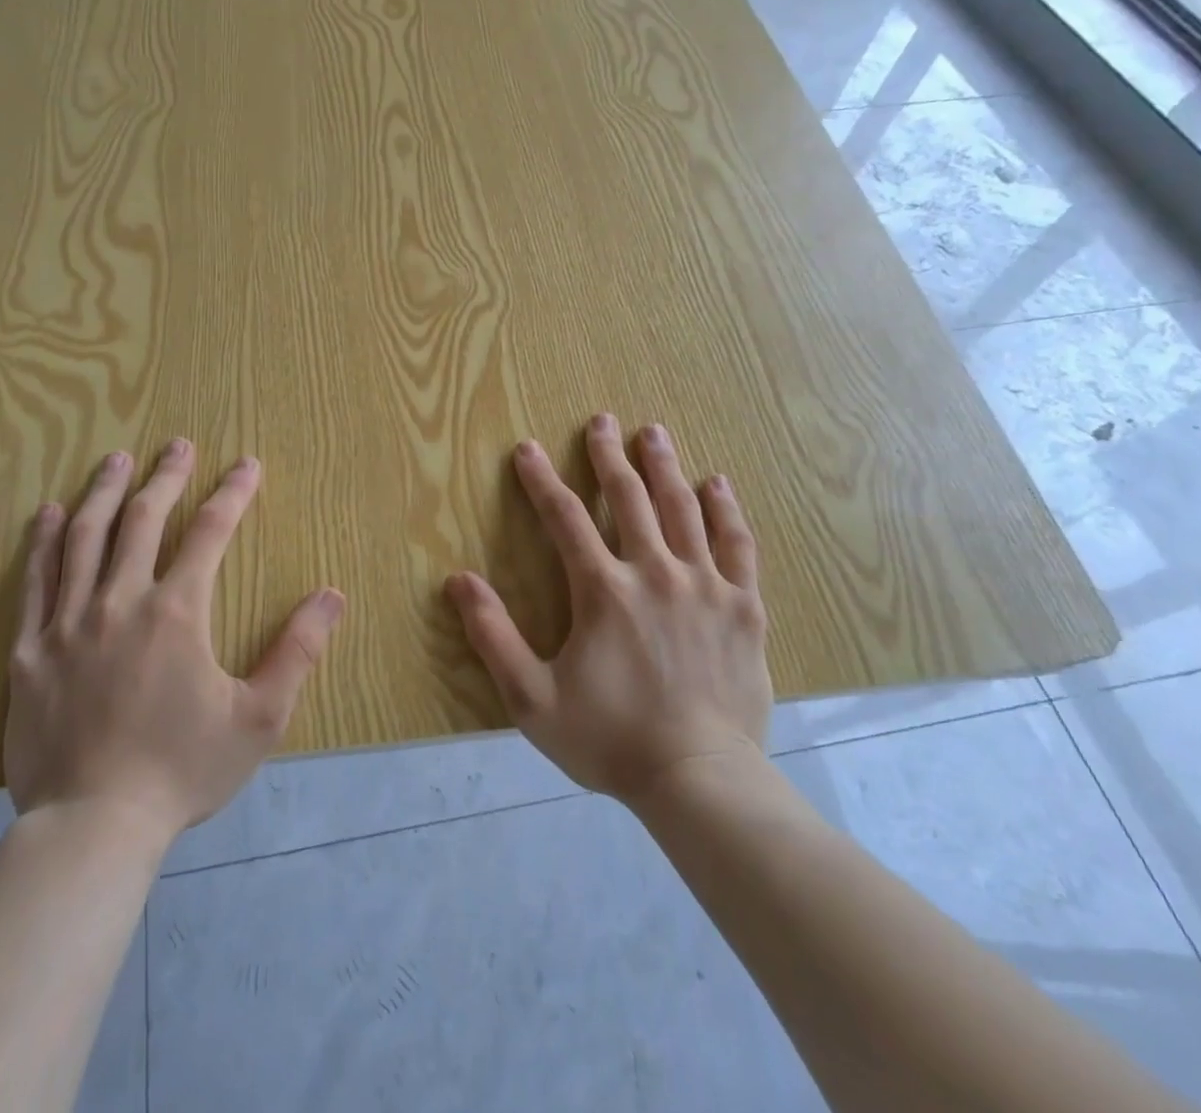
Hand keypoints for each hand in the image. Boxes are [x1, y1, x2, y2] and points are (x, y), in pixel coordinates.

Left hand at [4, 440, 344, 839]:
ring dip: (104, 491)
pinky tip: (50, 514)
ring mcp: (68, 623)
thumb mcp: (258, 718)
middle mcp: (120, 601)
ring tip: (116, 458)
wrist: (92, 828)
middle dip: (166, 476)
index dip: (233, 492)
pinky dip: (43, 541)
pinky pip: (35, 581)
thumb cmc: (182, 771)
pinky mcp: (30, 650)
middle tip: (178, 444)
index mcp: (177, 612)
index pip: (210, 532)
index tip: (247, 464)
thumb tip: (332, 595)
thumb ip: (297, 651)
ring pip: (85, 537)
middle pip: (143, 518)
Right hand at [446, 414, 771, 803]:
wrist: (700, 780)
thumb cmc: (610, 739)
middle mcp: (655, 572)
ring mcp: (705, 586)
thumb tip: (457, 580)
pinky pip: (736, 545)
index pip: (565, 517)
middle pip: (629, 497)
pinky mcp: (742, 607)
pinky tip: (718, 484)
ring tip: (654, 433)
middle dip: (609, 455)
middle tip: (601, 420)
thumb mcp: (532, 697)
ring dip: (664, 467)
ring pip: (683, 509)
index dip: (542, 479)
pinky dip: (725, 511)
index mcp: (603, 590)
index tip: (528, 448)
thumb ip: (493, 635)